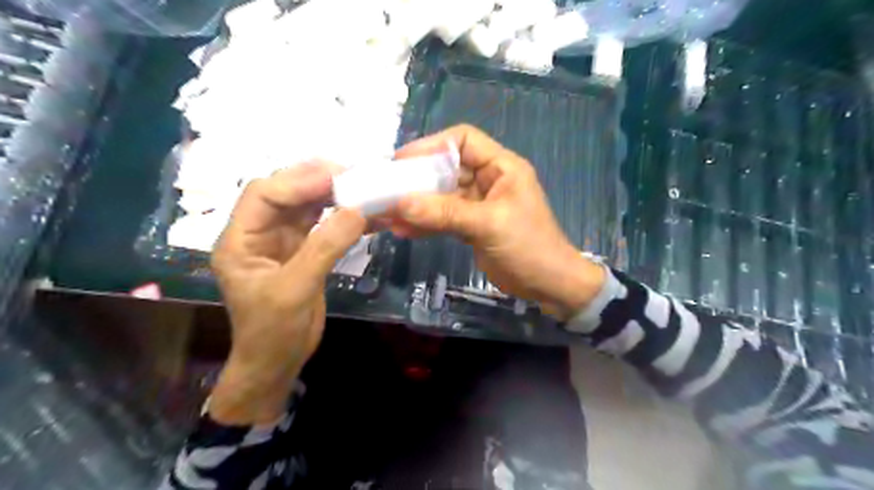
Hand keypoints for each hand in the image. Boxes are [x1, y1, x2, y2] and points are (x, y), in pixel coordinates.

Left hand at [209, 163, 365, 423]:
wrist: (278, 363)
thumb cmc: (273, 332)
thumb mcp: (295, 290)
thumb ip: (324, 248)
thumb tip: (358, 211)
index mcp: (239, 240)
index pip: (262, 194)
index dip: (297, 181)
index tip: (336, 177)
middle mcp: (258, 233)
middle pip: (285, 193)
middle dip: (316, 181)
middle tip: (352, 174)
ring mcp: (282, 241)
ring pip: (305, 206)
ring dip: (332, 195)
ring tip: (360, 186)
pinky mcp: (303, 251)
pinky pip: (322, 225)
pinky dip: (341, 216)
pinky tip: (362, 212)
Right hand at [393, 125, 604, 319]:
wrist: (548, 285)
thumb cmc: (528, 247)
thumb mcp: (488, 225)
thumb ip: (445, 213)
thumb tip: (400, 204)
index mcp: (501, 167)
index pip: (463, 140)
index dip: (432, 145)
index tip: (402, 161)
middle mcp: (488, 180)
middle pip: (447, 168)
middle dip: (417, 178)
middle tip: (387, 189)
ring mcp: (478, 204)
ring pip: (442, 195)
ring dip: (417, 204)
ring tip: (388, 213)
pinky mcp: (472, 226)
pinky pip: (444, 218)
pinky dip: (425, 223)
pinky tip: (403, 230)